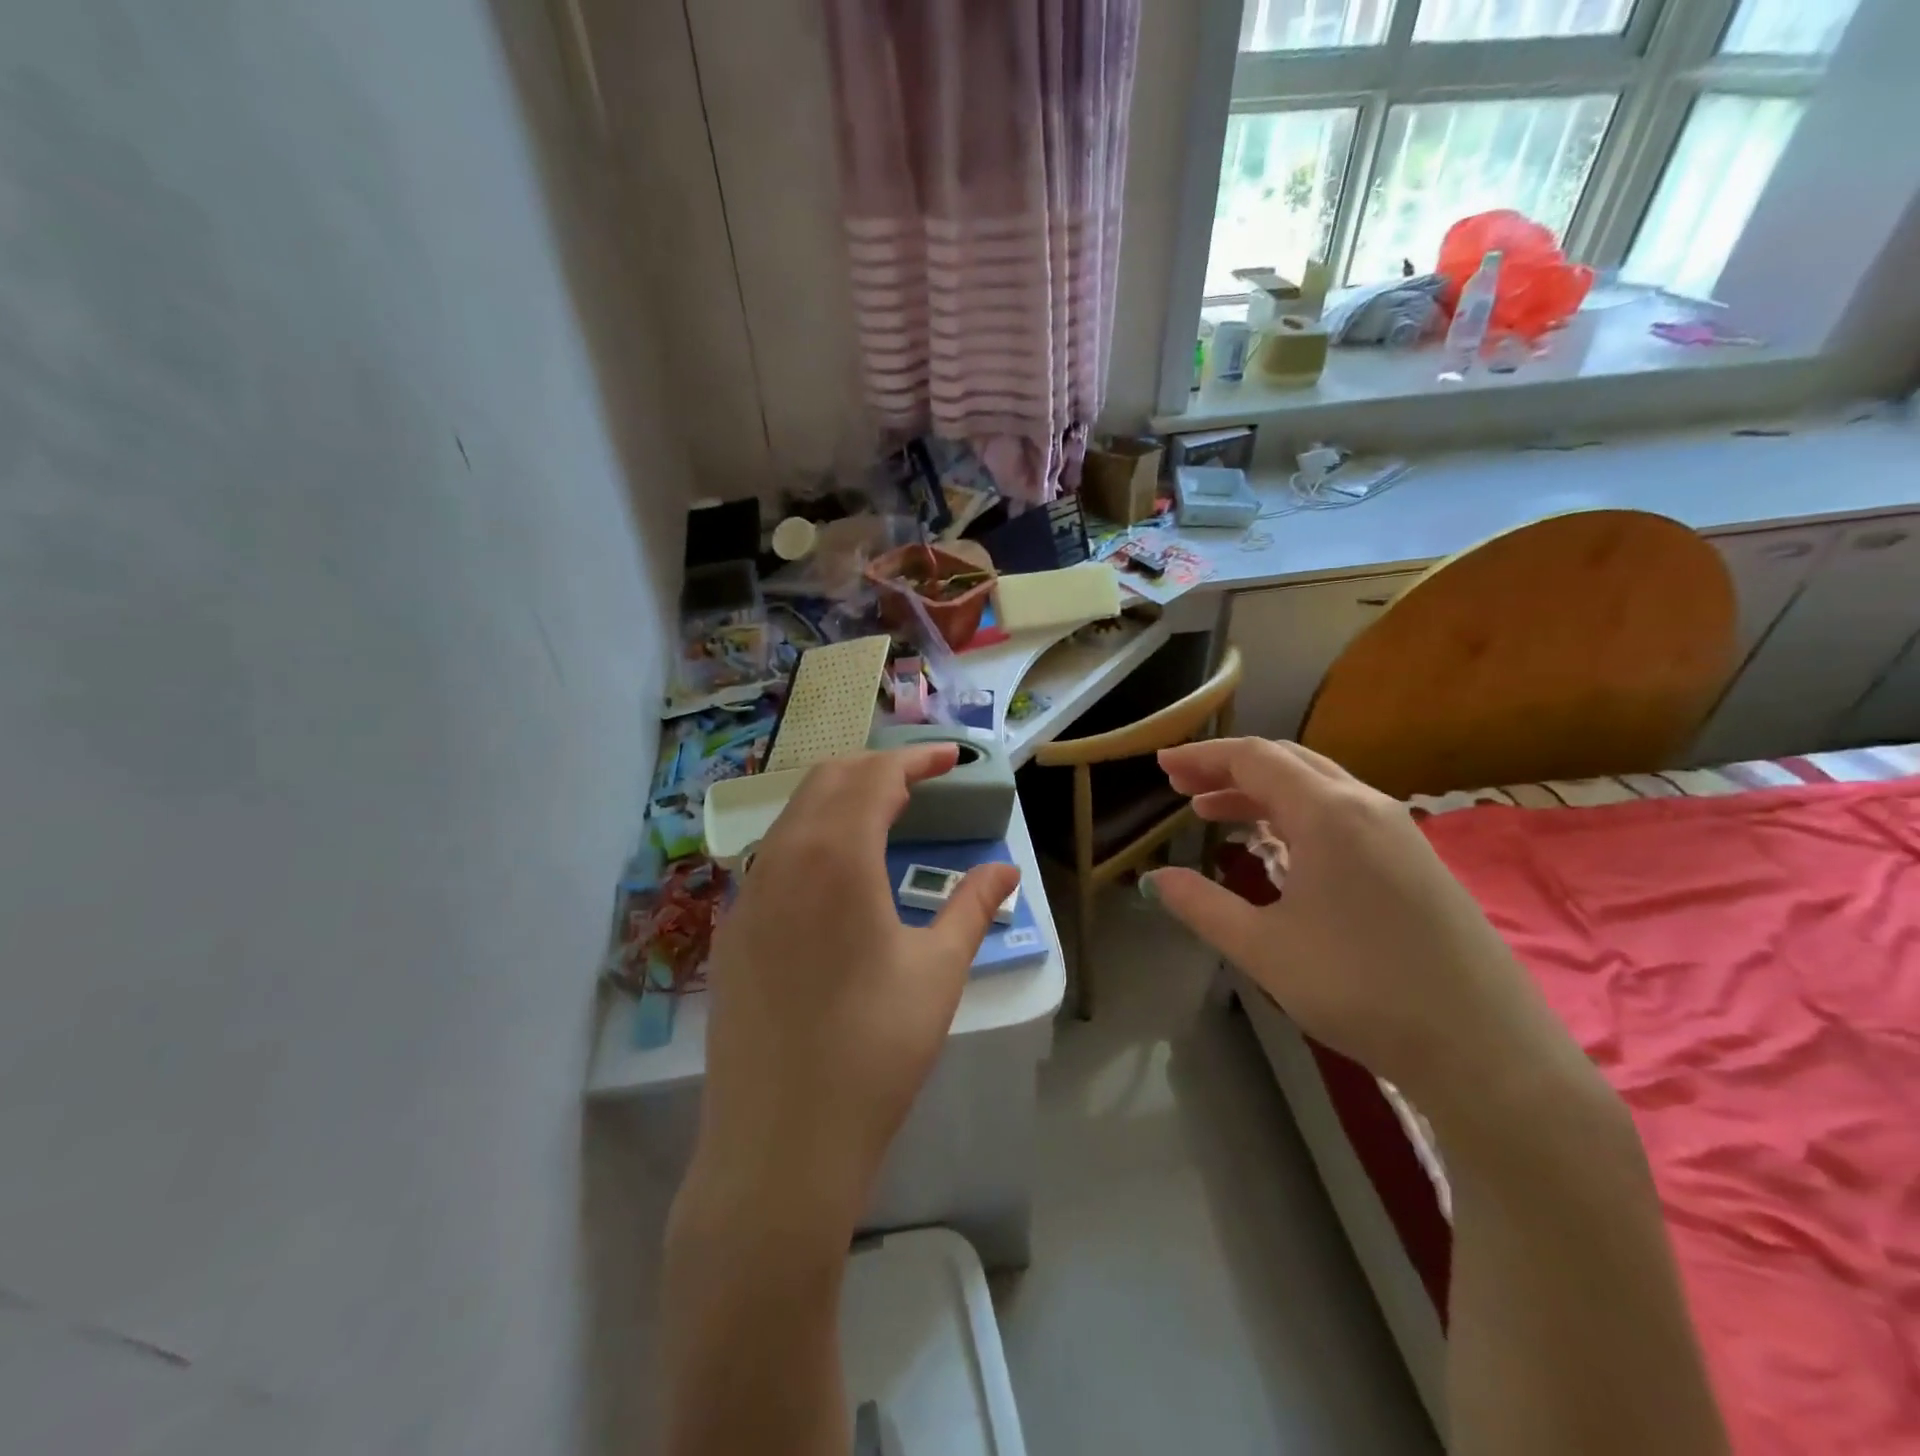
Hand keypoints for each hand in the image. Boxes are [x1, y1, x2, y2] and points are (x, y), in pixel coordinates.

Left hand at [677, 746, 1021, 1240]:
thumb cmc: (874, 1051)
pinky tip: (834, 875)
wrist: (779, 1144)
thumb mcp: (938, 972)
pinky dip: (809, 838)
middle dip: (875, 767)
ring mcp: (747, 895)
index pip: (876, 778)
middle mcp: (783, 859)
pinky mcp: (730, 931)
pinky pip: (772, 857)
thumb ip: (972, 907)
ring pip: (793, 816)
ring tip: (881, 816)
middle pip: (827, 781)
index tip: (952, 759)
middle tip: (919, 780)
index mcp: (836, 856)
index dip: (916, 760)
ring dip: (838, 799)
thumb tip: (1005, 871)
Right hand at [1146, 738, 1581, 1118]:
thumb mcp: (1264, 949)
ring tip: (1215, 814)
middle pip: (1287, 763)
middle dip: (1229, 769)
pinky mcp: (1416, 860)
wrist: (1486, 1050)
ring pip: (1317, 788)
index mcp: (1328, 812)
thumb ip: (1202, 906)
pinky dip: (1296, 815)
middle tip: (1182, 788)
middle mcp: (1367, 806)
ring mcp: (1399, 832)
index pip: (1254, 759)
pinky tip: (1278, 848)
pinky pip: (1343, 814)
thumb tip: (1155, 879)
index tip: (1161, 766)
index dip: (1203, 757)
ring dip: (1262, 793)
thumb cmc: (1362, 989)